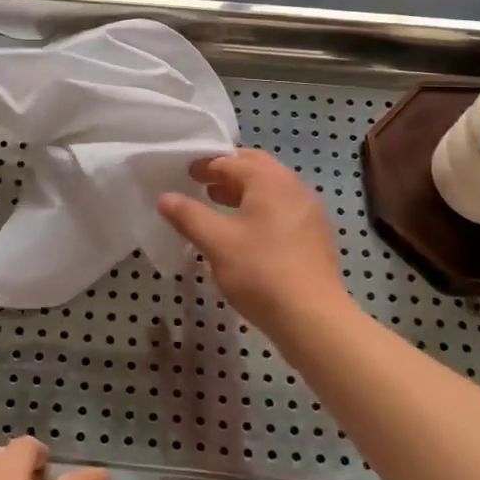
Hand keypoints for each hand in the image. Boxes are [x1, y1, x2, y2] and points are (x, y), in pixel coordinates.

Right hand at [157, 148, 349, 332]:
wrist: (312, 317)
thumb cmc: (260, 271)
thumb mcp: (216, 242)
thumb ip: (188, 216)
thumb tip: (165, 198)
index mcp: (269, 180)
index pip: (231, 162)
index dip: (205, 166)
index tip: (185, 173)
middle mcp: (292, 186)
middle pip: (256, 167)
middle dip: (228, 172)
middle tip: (203, 184)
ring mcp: (308, 210)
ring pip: (271, 188)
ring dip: (244, 190)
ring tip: (219, 204)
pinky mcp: (315, 234)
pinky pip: (283, 207)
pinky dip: (261, 208)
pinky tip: (246, 231)